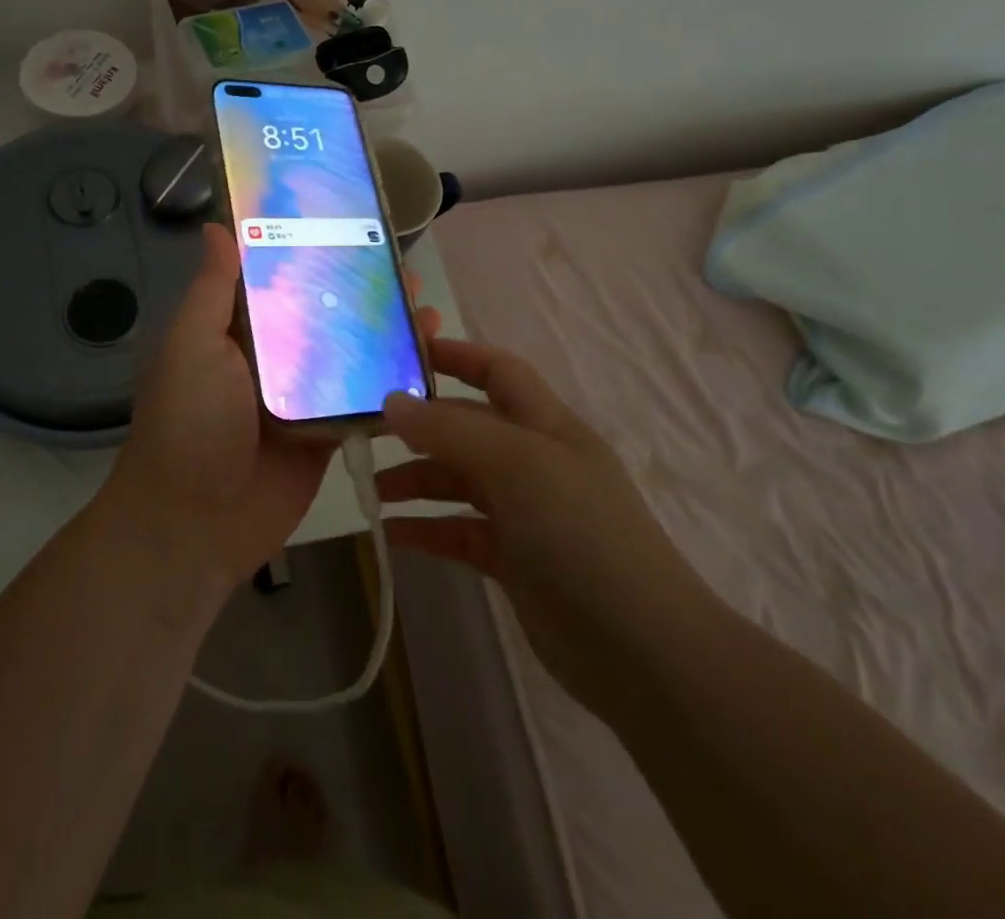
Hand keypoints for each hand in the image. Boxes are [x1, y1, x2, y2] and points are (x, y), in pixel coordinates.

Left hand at [105, 223, 439, 597]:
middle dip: (361, 288)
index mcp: (238, 329)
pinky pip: (365, 400)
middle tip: (400, 263)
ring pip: (351, 352)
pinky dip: (394, 381)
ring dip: (385, 330)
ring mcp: (305, 396)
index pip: (280, 278)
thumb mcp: (190, 345)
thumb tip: (215, 226)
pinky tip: (428, 359)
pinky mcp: (330, 433)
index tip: (349, 220)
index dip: (312, 250)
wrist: (195, 523)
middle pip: (324, 311)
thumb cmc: (188, 422)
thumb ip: (212, 290)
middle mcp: (274, 356)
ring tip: (424, 303)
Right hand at [377, 339, 707, 707]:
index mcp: (545, 424)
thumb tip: (391, 402)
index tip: (401, 355)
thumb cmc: (581, 533)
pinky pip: (458, 531)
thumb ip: (450, 431)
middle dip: (419, 427)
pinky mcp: (512, 559)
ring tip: (370, 490)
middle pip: (467, 428)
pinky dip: (425, 529)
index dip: (455, 356)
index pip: (497, 371)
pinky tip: (390, 535)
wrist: (641, 649)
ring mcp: (524, 512)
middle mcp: (533, 461)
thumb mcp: (516, 466)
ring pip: (457, 480)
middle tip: (364, 434)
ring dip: (415, 480)